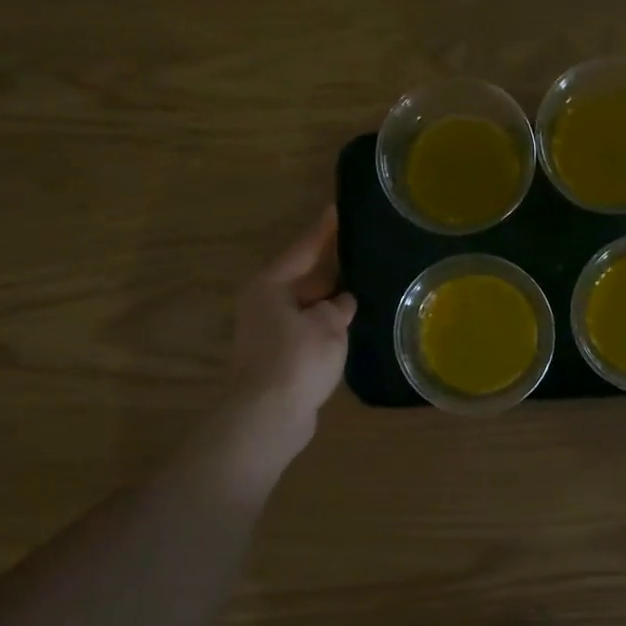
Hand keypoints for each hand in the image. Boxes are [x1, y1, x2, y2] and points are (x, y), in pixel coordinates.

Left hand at [221, 207, 355, 474]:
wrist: (268, 416)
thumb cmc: (297, 359)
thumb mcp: (328, 326)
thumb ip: (339, 308)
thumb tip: (343, 303)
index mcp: (270, 286)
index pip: (303, 249)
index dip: (323, 230)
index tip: (337, 210)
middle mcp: (263, 304)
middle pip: (302, 279)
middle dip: (330, 269)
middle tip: (360, 251)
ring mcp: (268, 333)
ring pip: (306, 308)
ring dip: (330, 302)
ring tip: (362, 289)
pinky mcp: (277, 359)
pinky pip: (307, 331)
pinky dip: (326, 327)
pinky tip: (349, 327)